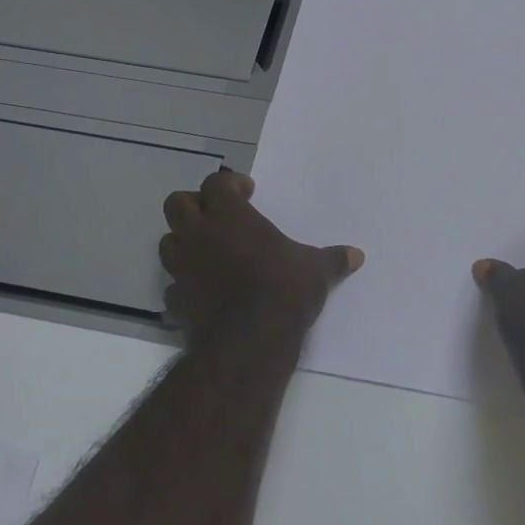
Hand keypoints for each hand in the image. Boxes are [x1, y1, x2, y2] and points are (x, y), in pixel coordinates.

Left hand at [160, 169, 363, 338]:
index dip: (230, 184)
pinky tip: (204, 293)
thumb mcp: (317, 271)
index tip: (248, 191)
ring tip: (209, 252)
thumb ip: (333, 260)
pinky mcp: (175, 300)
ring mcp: (182, 268)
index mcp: (230, 216)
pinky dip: (185, 285)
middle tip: (218, 216)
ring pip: (168, 242)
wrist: (250, 341)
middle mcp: (199, 235)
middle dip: (194, 205)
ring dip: (184, 242)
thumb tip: (357, 255)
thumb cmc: (284, 291)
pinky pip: (173, 286)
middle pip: (177, 203)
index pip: (217, 183)